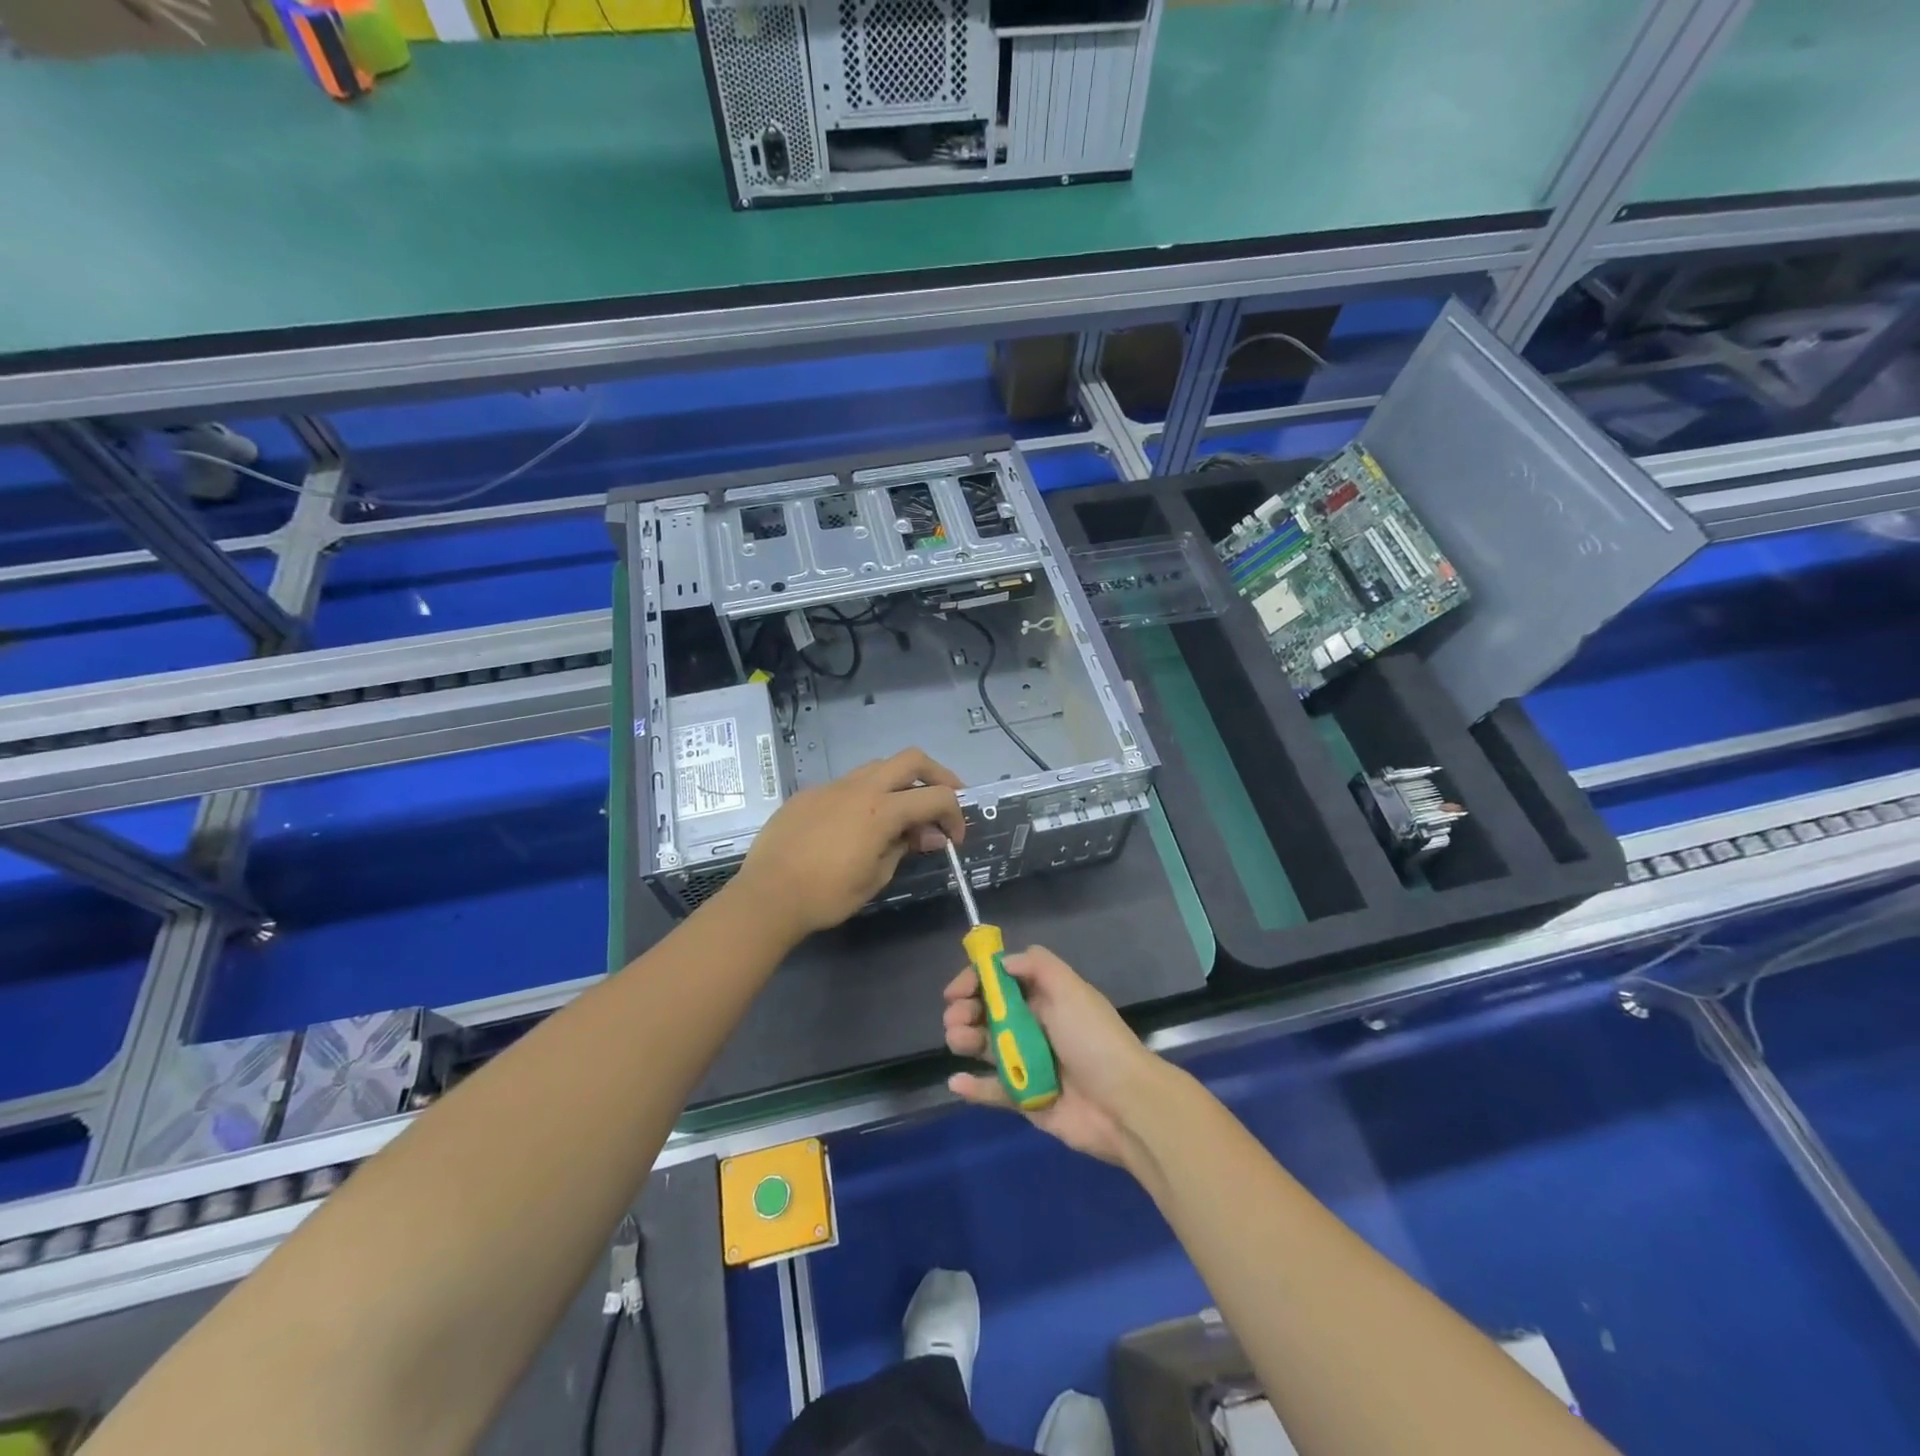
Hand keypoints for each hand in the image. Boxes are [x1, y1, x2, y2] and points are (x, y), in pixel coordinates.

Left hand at [731, 748, 964, 942]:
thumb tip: (927, 835)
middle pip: (912, 759)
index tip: (953, 838)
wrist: (767, 896)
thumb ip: (905, 847)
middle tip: (944, 800)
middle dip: (937, 776)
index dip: (955, 814)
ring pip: (878, 767)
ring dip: (900, 782)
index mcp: (881, 810)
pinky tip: (858, 824)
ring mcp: (832, 787)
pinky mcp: (810, 794)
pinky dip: (867, 795)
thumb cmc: (827, 895)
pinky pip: (848, 784)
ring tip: (903, 812)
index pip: (936, 797)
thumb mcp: (877, 877)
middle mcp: (860, 787)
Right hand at [942, 945, 1166, 1167]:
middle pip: (990, 1013)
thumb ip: (1037, 965)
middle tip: (954, 1018)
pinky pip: (995, 1091)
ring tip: (957, 1041)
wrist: (1124, 1104)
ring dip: (965, 1040)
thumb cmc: (1093, 1040)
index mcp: (1047, 998)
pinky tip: (957, 1082)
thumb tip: (1002, 961)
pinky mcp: (1027, 1100)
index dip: (977, 981)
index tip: (956, 991)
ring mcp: (1030, 1064)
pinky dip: (974, 1088)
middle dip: (966, 1011)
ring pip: (987, 1048)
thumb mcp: (1070, 989)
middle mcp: (1036, 1027)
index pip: (1003, 982)